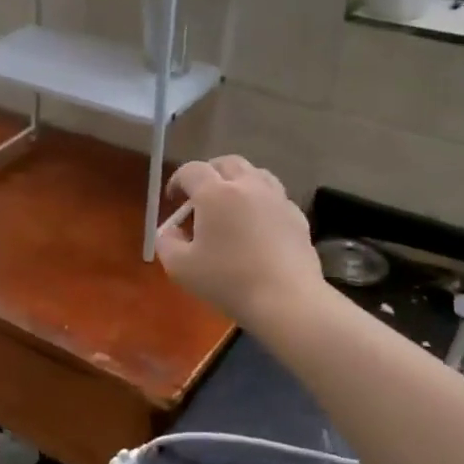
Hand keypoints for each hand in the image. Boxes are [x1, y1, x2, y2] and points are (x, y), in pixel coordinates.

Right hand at [156, 157, 321, 329]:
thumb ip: (166, 243)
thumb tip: (170, 231)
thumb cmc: (228, 281)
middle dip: (209, 173)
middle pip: (226, 163)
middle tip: (200, 197)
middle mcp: (248, 186)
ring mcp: (277, 199)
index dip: (177, 180)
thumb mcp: (180, 267)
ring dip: (238, 181)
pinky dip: (261, 201)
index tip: (173, 199)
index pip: (191, 170)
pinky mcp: (297, 216)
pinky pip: (275, 197)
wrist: (286, 300)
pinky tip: (257, 225)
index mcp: (215, 193)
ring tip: (231, 204)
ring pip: (255, 173)